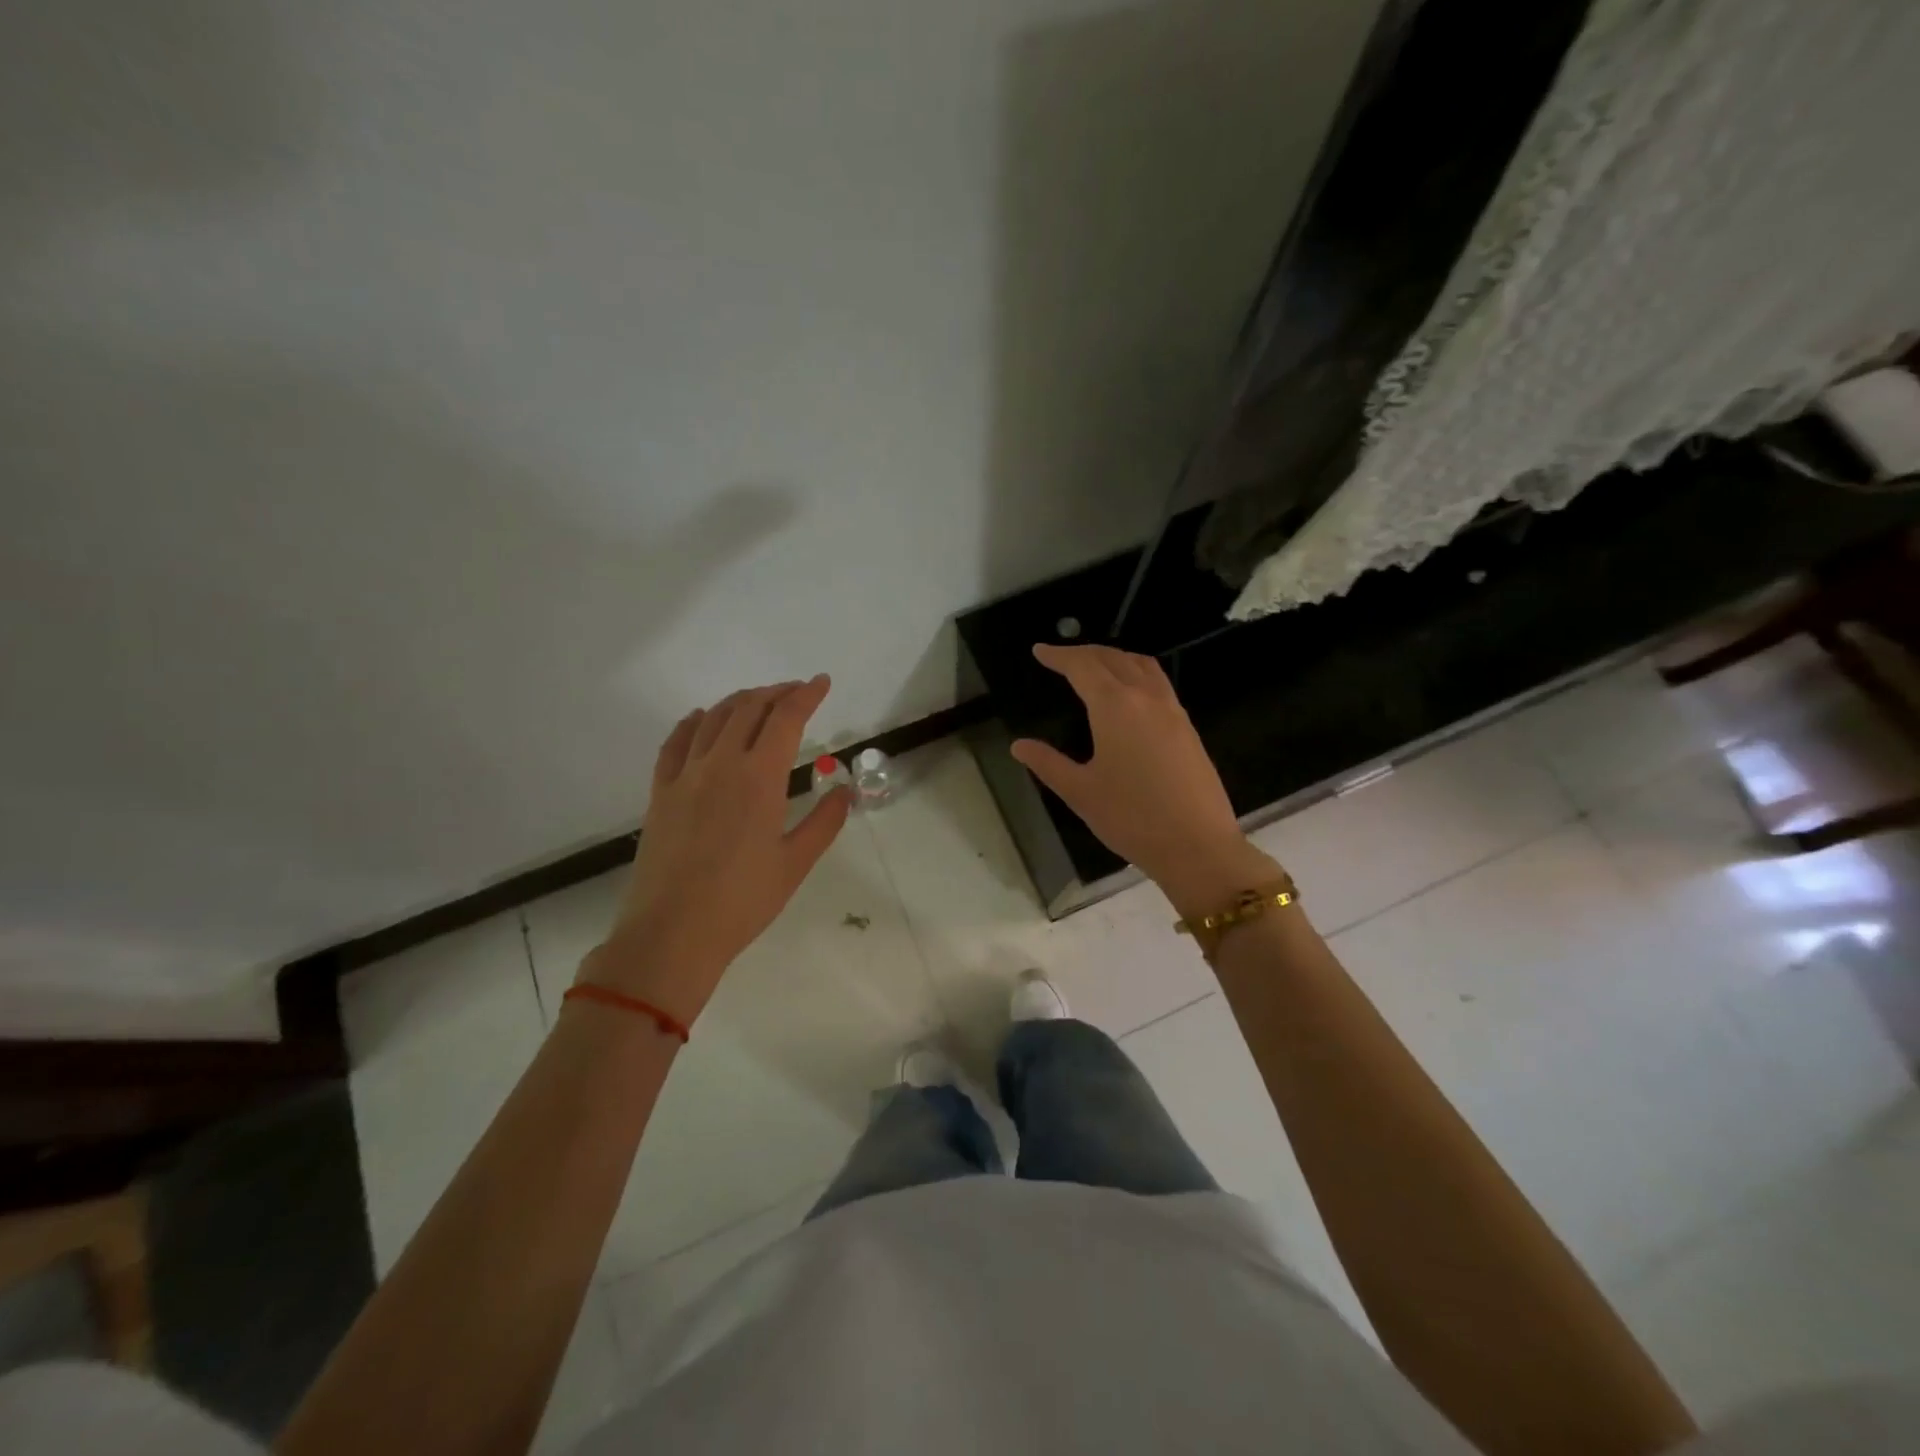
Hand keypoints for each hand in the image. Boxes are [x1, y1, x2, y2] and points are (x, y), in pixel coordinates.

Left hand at [580, 675, 850, 1023]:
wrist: (672, 933)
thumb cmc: (742, 901)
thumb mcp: (795, 863)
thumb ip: (824, 821)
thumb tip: (844, 790)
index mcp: (759, 777)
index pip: (786, 719)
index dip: (806, 695)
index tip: (822, 683)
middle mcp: (720, 764)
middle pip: (749, 708)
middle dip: (776, 692)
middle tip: (796, 692)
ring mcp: (685, 775)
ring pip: (713, 718)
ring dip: (740, 701)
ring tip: (758, 701)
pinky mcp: (660, 792)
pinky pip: (675, 742)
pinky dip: (693, 722)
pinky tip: (701, 718)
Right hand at [1010, 644, 1279, 917]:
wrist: (1197, 845)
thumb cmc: (1131, 818)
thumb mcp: (1080, 792)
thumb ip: (1048, 763)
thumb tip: (1019, 745)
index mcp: (1115, 707)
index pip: (1082, 667)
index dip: (1058, 656)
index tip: (1039, 651)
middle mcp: (1146, 698)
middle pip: (1113, 658)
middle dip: (1085, 652)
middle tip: (1061, 657)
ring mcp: (1172, 711)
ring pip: (1142, 665)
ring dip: (1115, 657)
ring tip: (1095, 666)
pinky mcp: (1187, 728)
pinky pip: (1158, 683)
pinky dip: (1136, 673)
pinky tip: (1129, 696)